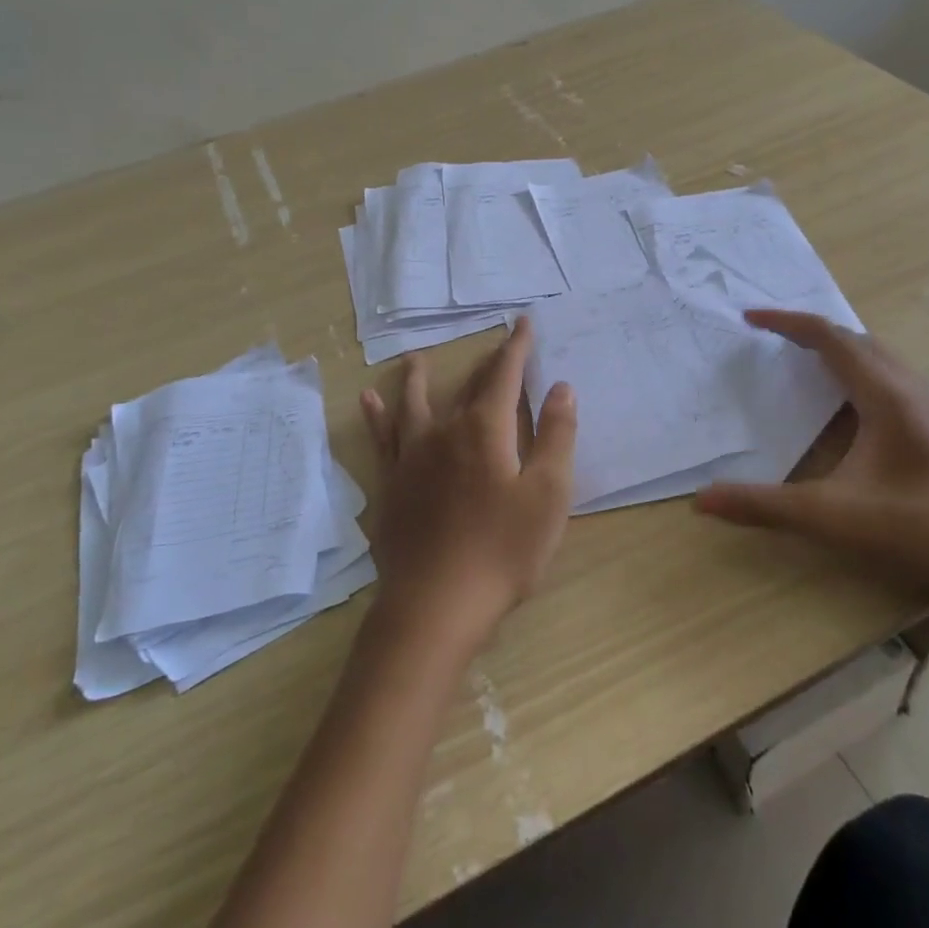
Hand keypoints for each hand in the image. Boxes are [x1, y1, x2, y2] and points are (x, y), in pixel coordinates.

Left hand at [360, 317, 577, 655]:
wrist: (436, 604)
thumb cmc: (502, 551)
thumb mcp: (548, 495)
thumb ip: (557, 436)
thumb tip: (561, 386)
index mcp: (486, 430)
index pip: (505, 375)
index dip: (517, 347)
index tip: (523, 323)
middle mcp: (445, 431)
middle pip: (467, 386)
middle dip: (486, 363)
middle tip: (497, 344)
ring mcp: (412, 457)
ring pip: (415, 404)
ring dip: (418, 378)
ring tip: (416, 359)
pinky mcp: (391, 483)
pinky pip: (381, 438)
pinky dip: (376, 416)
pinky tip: (368, 401)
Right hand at [695, 310, 928, 612]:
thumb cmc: (916, 530)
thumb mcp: (829, 518)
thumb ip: (762, 506)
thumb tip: (701, 500)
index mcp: (885, 395)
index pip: (829, 338)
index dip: (787, 323)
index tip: (750, 318)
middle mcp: (910, 388)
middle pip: (854, 339)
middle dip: (809, 331)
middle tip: (770, 338)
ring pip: (878, 357)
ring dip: (837, 349)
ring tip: (802, 360)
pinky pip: (891, 376)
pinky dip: (858, 370)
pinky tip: (847, 403)